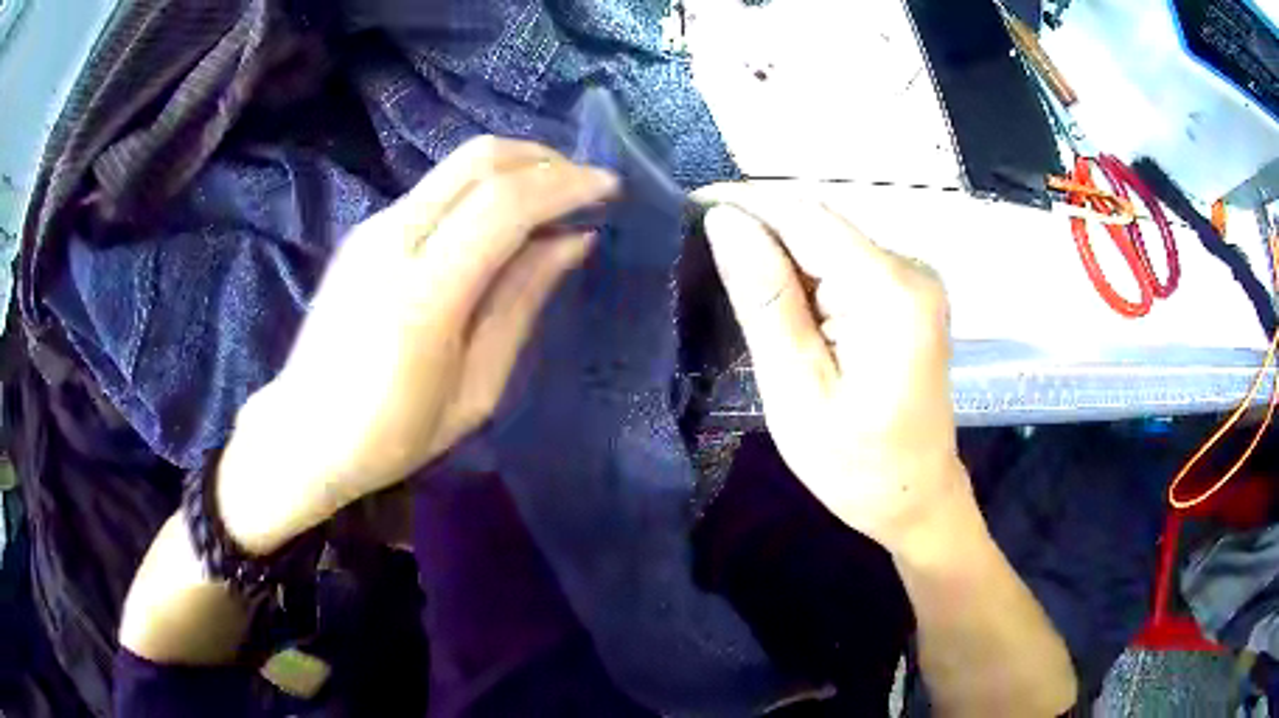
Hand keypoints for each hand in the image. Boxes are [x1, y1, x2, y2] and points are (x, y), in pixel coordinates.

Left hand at [218, 136, 617, 553]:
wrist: (303, 435)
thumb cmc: (393, 434)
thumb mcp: (475, 390)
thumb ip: (521, 303)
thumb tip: (572, 241)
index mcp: (423, 293)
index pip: (504, 204)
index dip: (565, 185)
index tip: (609, 190)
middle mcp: (392, 240)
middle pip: (479, 161)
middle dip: (544, 159)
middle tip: (585, 185)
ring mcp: (373, 228)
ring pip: (457, 166)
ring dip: (515, 168)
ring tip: (554, 199)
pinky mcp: (364, 231)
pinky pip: (436, 188)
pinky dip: (483, 186)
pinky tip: (502, 220)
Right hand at [698, 186, 969, 553]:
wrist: (916, 497)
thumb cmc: (855, 464)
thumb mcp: (798, 389)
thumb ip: (765, 300)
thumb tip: (725, 221)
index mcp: (889, 291)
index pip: (803, 215)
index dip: (743, 202)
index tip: (684, 207)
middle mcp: (910, 269)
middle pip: (818, 223)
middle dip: (757, 228)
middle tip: (694, 252)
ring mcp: (913, 279)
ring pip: (827, 241)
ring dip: (777, 253)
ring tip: (726, 277)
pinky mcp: (907, 294)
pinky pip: (844, 264)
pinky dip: (804, 274)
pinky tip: (775, 301)